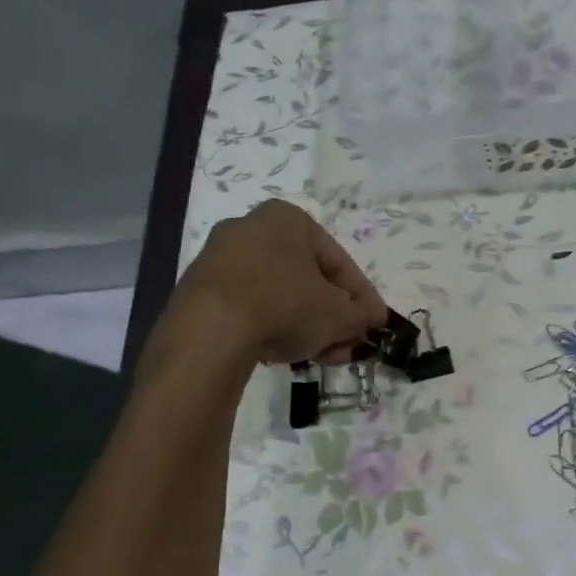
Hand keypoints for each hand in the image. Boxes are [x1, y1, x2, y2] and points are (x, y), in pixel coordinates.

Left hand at [173, 200, 387, 364]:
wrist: (210, 330)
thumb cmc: (285, 305)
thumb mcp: (338, 315)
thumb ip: (361, 315)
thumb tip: (371, 318)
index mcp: (288, 219)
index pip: (339, 261)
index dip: (363, 297)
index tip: (375, 324)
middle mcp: (251, 228)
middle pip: (307, 279)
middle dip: (333, 316)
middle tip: (348, 345)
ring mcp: (220, 258)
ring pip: (279, 295)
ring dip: (306, 325)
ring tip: (322, 356)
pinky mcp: (200, 289)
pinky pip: (250, 306)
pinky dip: (273, 326)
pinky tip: (286, 353)